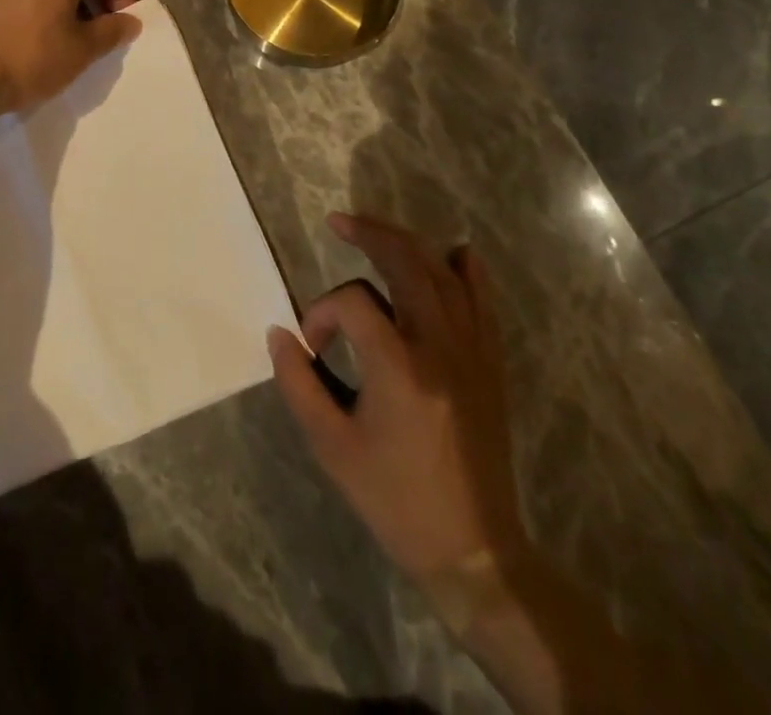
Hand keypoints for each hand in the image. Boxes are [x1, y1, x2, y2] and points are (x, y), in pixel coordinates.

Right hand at [269, 214, 527, 600]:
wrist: (473, 548)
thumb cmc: (394, 499)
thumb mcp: (331, 446)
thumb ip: (297, 383)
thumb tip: (280, 333)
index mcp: (399, 367)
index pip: (352, 304)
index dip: (322, 314)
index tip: (310, 346)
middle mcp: (440, 346)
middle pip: (407, 264)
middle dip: (370, 235)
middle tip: (339, 222)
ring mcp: (472, 351)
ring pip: (443, 273)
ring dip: (407, 243)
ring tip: (376, 230)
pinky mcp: (490, 363)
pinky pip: (482, 301)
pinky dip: (465, 270)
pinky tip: (454, 252)